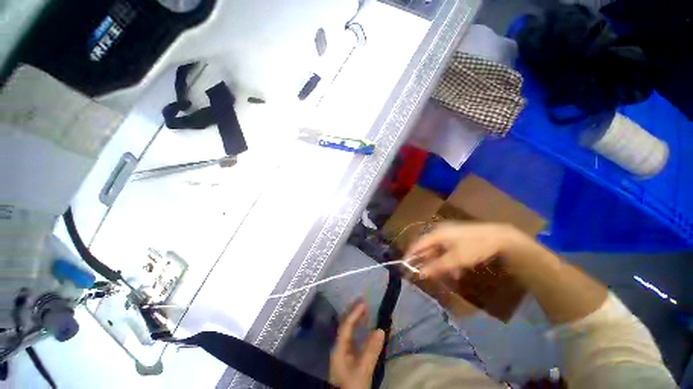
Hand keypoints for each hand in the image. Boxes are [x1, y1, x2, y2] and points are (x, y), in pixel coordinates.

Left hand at [329, 301, 384, 388]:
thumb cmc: (353, 387)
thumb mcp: (363, 371)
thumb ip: (371, 351)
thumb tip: (381, 329)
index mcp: (339, 348)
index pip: (346, 325)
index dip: (355, 313)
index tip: (364, 302)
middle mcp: (339, 348)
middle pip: (345, 326)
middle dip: (353, 313)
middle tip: (364, 301)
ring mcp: (343, 354)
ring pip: (349, 332)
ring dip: (357, 320)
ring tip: (365, 310)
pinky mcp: (348, 360)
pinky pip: (353, 339)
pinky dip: (360, 331)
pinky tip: (365, 329)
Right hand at [406, 222, 525, 278]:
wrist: (500, 237)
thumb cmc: (474, 247)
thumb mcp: (456, 259)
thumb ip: (437, 266)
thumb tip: (421, 274)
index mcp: (436, 234)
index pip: (418, 244)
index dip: (410, 255)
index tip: (405, 266)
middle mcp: (440, 232)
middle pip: (428, 248)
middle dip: (427, 262)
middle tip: (425, 274)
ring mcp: (449, 234)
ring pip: (438, 250)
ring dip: (439, 263)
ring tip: (444, 276)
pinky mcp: (458, 238)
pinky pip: (448, 250)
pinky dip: (449, 261)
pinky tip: (456, 272)